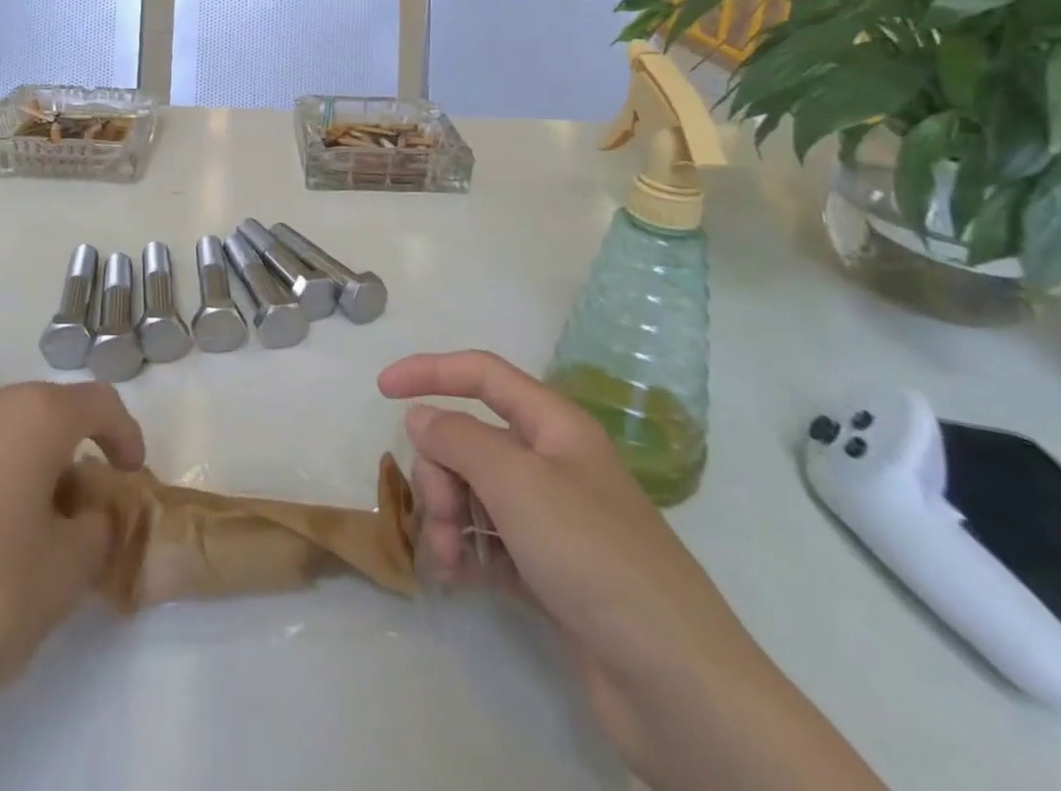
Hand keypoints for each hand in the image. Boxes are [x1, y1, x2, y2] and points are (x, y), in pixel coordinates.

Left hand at [0, 381, 144, 790]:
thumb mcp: (61, 578)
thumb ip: (95, 536)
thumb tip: (91, 520)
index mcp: (31, 414)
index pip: (99, 403)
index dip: (126, 436)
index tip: (132, 477)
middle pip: (41, 418)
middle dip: (65, 461)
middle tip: (71, 519)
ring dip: (15, 475)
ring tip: (12, 541)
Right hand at [381, 352, 884, 790]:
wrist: (678, 687)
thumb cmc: (596, 558)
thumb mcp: (518, 484)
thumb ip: (459, 440)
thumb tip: (421, 416)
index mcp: (554, 426)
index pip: (482, 374)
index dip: (430, 371)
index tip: (382, 389)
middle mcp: (552, 464)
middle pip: (470, 440)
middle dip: (441, 472)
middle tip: (443, 517)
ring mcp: (551, 520)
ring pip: (474, 492)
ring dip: (449, 519)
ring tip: (448, 561)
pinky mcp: (548, 571)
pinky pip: (488, 542)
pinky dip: (467, 553)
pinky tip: (457, 579)